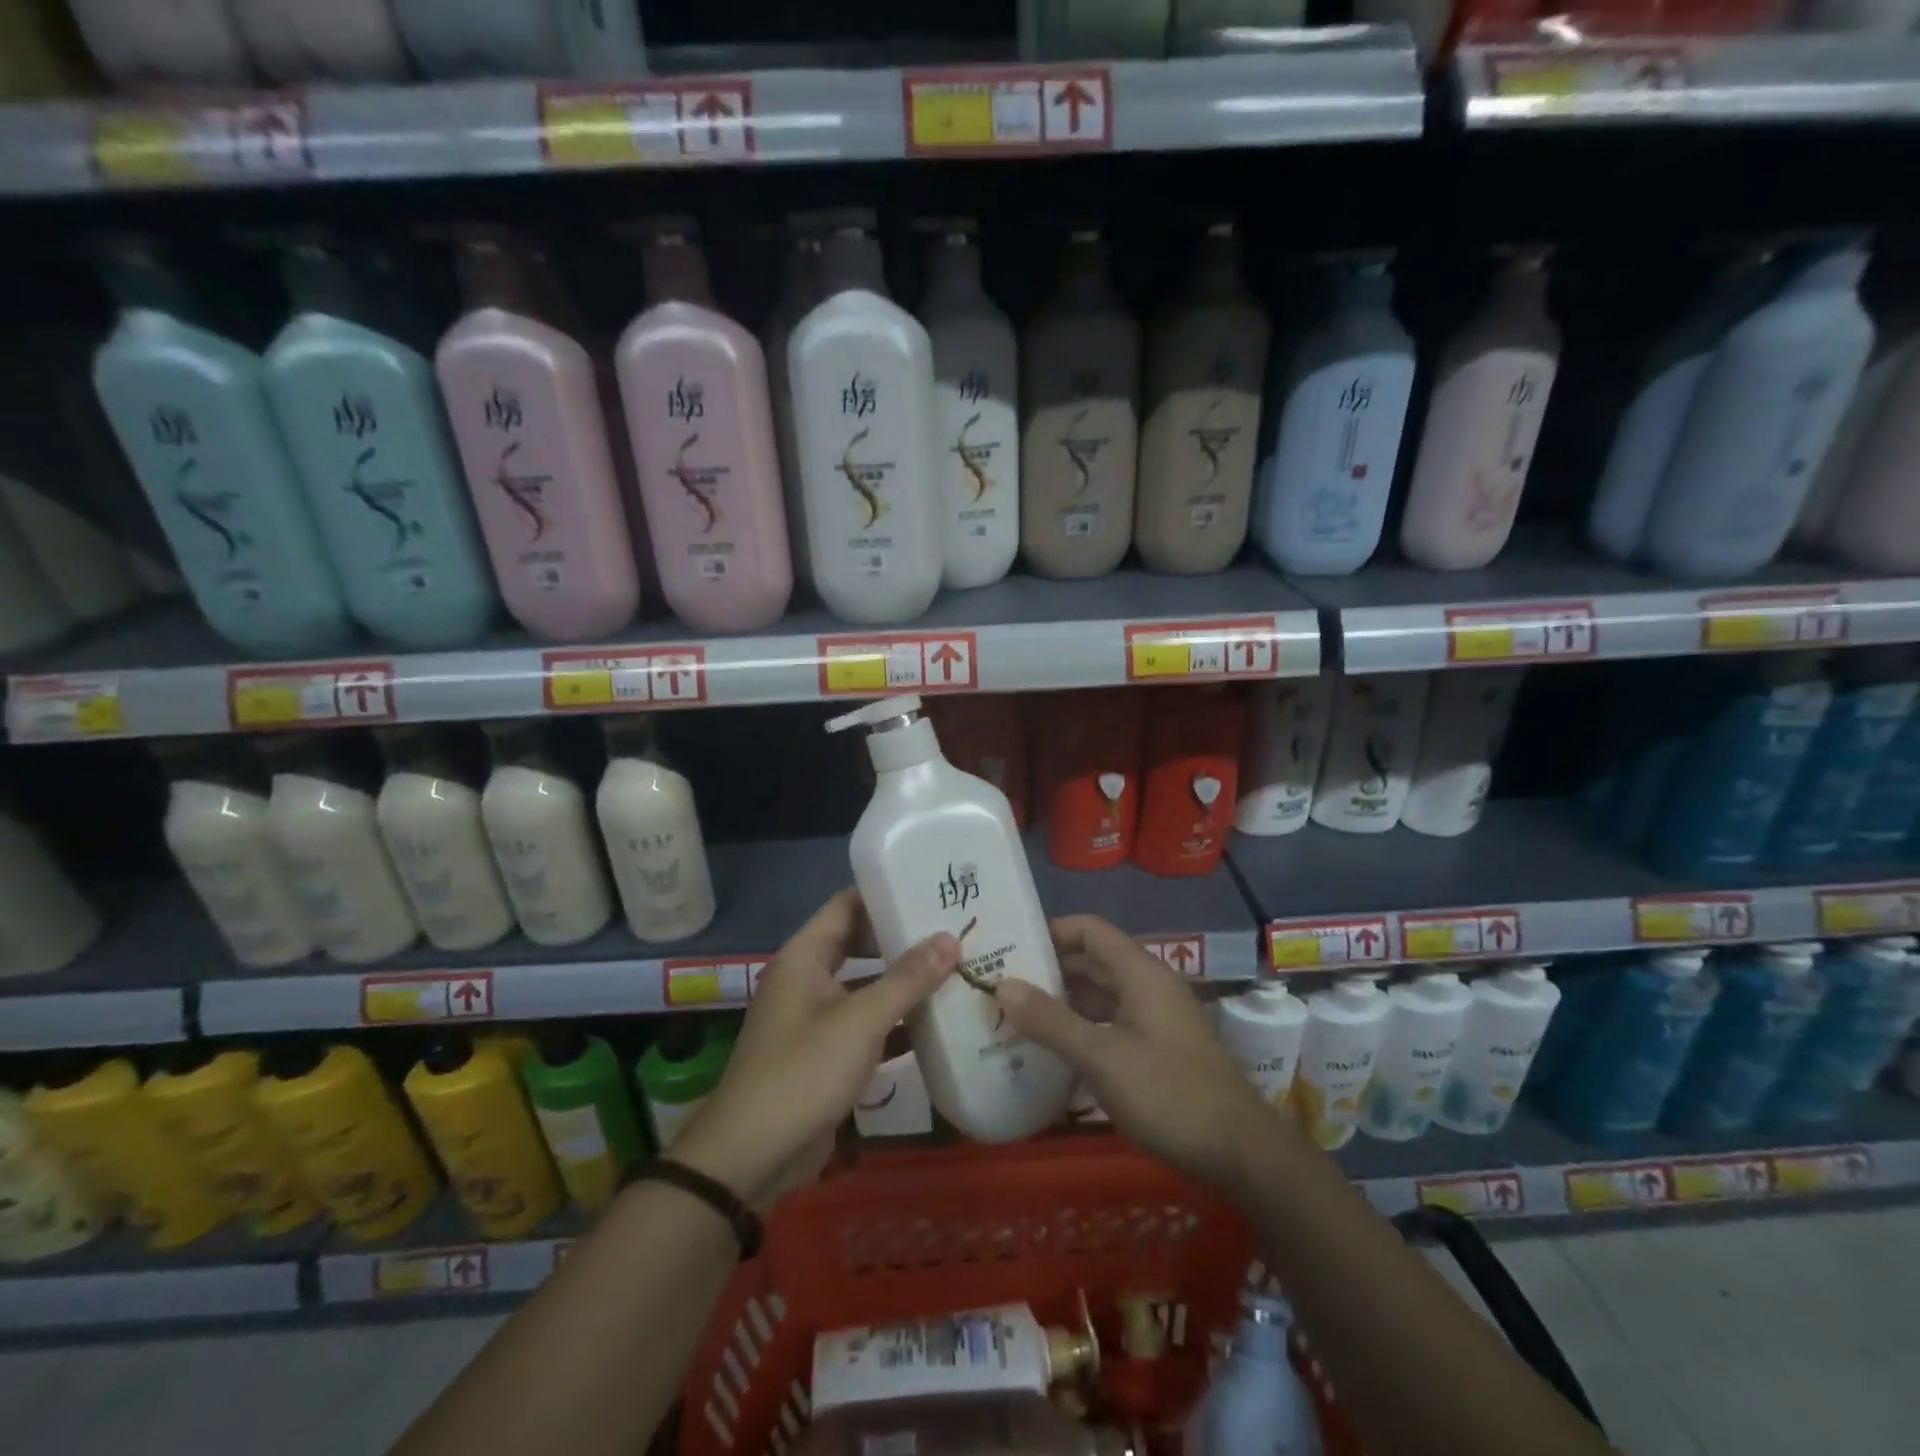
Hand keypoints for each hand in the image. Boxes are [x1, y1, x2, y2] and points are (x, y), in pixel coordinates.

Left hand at [673, 889, 958, 1210]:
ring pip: (865, 987)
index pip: (847, 905)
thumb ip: (907, 979)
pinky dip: (895, 1024)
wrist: (751, 1156)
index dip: (886, 894)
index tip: (930, 890)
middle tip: (952, 932)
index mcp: (805, 957)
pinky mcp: (825, 1055)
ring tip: (954, 971)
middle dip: (902, 940)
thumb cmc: (803, 1072)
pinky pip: (865, 1026)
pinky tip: (937, 1026)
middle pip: (859, 944)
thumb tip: (949, 938)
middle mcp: (807, 979)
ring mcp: (815, 1018)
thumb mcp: (861, 1021)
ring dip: (903, 984)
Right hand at [996, 915, 1286, 1191]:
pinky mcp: (1160, 1046)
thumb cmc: (1168, 1093)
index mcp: (1140, 972)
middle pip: (1094, 960)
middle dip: (1050, 969)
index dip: (1051, 931)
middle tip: (1004, 983)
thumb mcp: (1101, 1057)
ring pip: (1103, 993)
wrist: (1240, 1151)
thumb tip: (1001, 984)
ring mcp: (1157, 1017)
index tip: (1011, 946)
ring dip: (1065, 1000)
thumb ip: (1051, 1021)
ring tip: (1019, 1014)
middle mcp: (1149, 985)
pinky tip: (1057, 1048)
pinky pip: (1114, 1021)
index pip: (1089, 930)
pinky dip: (1084, 1026)